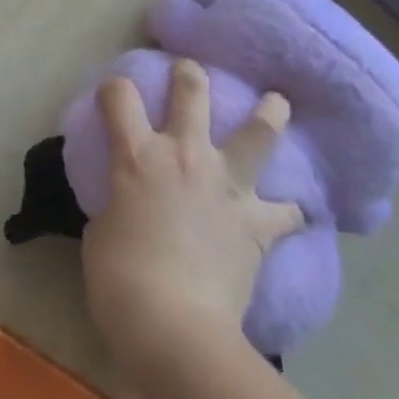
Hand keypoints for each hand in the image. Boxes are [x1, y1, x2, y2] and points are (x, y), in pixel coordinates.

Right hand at [82, 60, 302, 383]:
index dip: (114, 89)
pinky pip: (287, 211)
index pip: (119, 96)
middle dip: (190, 75)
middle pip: (192, 92)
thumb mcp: (101, 229)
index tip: (113, 96)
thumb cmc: (119, 278)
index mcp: (137, 155)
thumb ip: (119, 202)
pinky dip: (290, 209)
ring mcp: (226, 186)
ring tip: (278, 102)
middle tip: (191, 71)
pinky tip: (296, 210)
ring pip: (258, 133)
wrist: (174, 327)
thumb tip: (130, 203)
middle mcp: (184, 155)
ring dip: (269, 114)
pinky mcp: (258, 224)